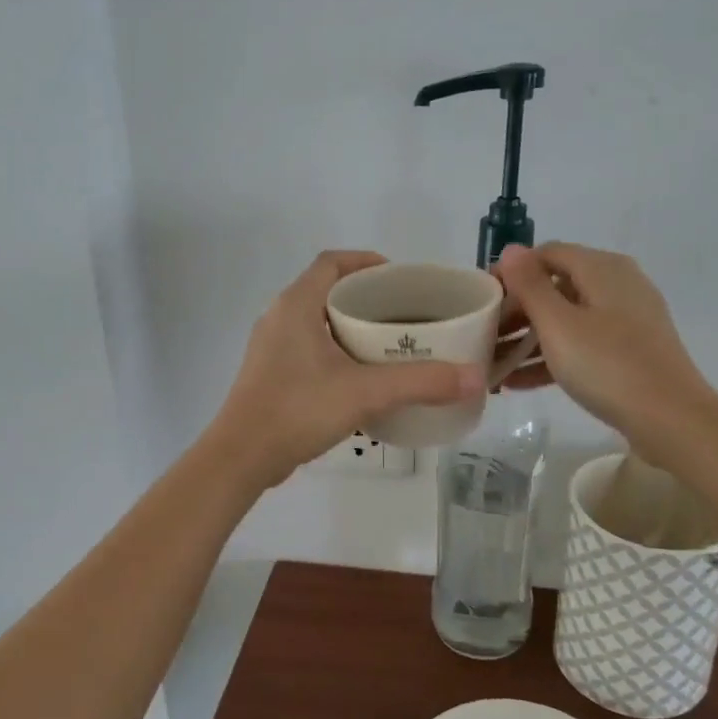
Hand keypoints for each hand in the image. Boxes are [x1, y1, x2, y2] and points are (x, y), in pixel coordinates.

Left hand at [211, 251, 483, 488]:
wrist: (242, 457)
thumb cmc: (298, 410)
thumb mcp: (365, 392)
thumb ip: (420, 382)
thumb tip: (476, 378)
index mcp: (296, 305)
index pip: (332, 262)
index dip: (366, 261)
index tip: (399, 276)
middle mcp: (279, 317)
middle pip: (326, 290)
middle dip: (366, 297)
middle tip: (404, 313)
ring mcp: (271, 347)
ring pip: (317, 321)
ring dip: (350, 326)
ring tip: (390, 343)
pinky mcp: (270, 374)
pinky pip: (309, 348)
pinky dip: (336, 350)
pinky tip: (361, 376)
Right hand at [493, 242, 713, 445]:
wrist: (672, 419)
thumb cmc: (608, 365)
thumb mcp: (559, 325)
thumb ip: (531, 285)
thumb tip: (512, 249)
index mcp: (602, 268)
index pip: (546, 254)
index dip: (511, 273)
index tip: (481, 300)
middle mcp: (617, 285)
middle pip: (555, 287)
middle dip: (516, 311)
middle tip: (483, 336)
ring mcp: (626, 319)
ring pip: (566, 319)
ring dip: (528, 339)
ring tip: (494, 364)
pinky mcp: (629, 350)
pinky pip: (582, 344)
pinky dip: (552, 357)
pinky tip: (519, 383)